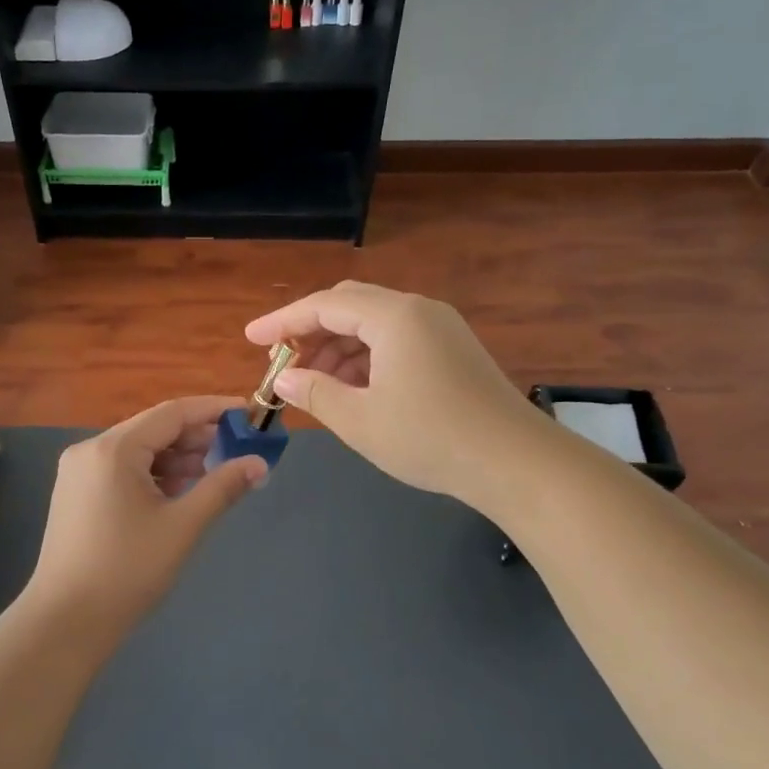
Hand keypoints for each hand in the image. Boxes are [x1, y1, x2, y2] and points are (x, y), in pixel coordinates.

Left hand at [22, 396, 267, 639]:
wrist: (65, 623)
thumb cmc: (127, 570)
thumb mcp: (182, 526)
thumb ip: (222, 487)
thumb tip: (259, 463)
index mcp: (113, 449)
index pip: (172, 413)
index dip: (213, 410)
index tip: (247, 414)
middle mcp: (90, 450)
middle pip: (153, 429)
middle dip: (196, 438)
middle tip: (237, 450)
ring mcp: (78, 472)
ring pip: (138, 451)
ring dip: (176, 458)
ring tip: (214, 474)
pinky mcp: (76, 494)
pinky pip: (122, 470)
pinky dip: (153, 475)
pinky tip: (178, 492)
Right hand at [246, 282, 539, 509]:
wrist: (517, 463)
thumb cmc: (432, 438)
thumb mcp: (361, 420)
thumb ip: (316, 394)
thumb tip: (285, 379)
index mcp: (394, 317)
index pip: (324, 305)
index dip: (283, 321)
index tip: (251, 338)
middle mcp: (418, 311)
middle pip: (350, 307)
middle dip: (311, 333)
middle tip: (284, 365)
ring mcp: (441, 329)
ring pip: (374, 326)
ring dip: (338, 349)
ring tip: (315, 387)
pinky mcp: (454, 351)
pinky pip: (397, 341)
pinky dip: (367, 359)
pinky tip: (354, 391)